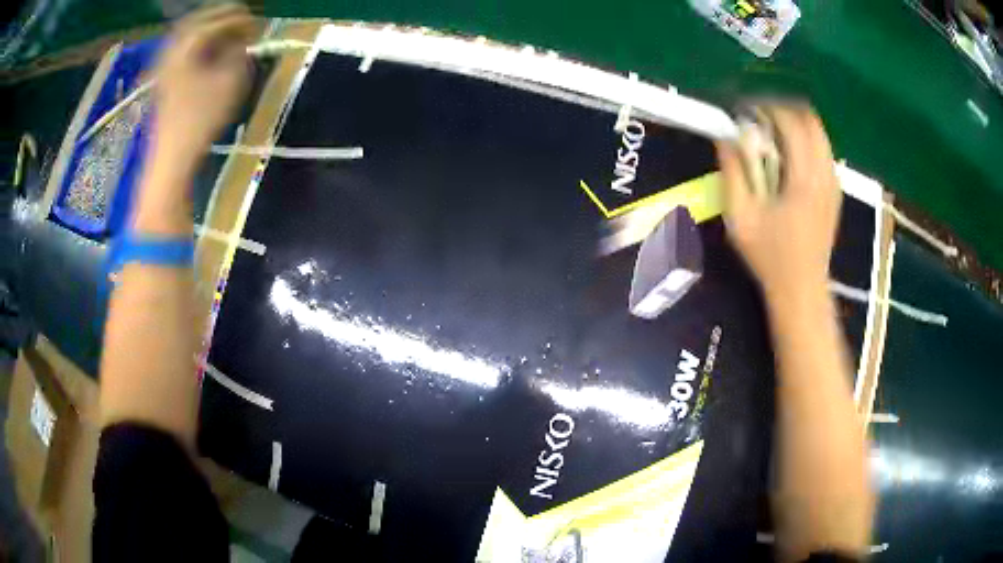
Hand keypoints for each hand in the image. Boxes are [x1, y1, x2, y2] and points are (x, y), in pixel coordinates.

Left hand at [150, 4, 255, 170]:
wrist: (170, 158)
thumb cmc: (200, 120)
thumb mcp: (230, 82)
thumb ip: (239, 54)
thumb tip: (241, 42)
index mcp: (187, 46)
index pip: (217, 19)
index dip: (240, 18)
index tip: (257, 24)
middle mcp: (171, 50)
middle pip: (198, 21)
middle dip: (221, 18)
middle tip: (241, 23)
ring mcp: (163, 67)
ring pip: (187, 36)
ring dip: (208, 32)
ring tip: (227, 37)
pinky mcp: (162, 82)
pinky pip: (181, 51)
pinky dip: (197, 47)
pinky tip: (208, 55)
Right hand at [716, 104, 841, 299]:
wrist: (802, 289)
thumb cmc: (769, 257)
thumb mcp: (741, 219)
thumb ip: (733, 174)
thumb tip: (726, 139)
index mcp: (803, 180)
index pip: (791, 123)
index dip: (766, 108)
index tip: (746, 112)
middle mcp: (824, 175)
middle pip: (811, 121)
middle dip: (784, 110)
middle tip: (760, 119)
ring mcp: (833, 184)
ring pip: (820, 134)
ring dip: (796, 125)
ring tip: (774, 136)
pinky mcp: (835, 192)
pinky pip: (824, 151)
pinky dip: (807, 142)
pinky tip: (790, 158)